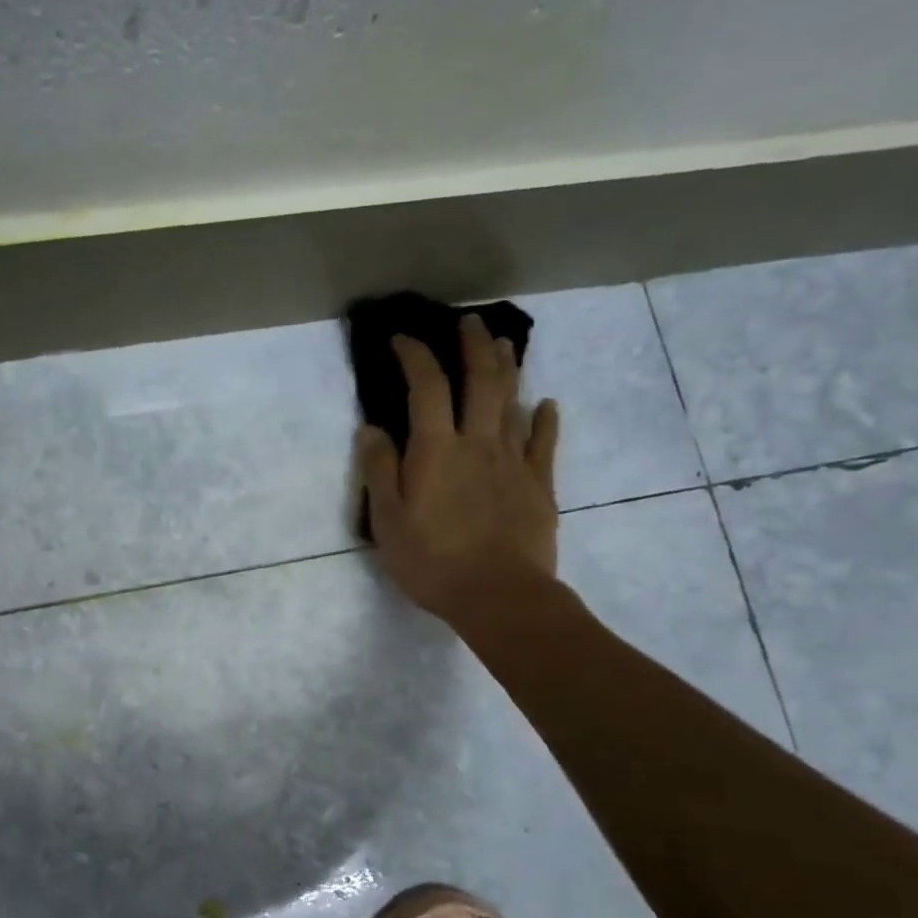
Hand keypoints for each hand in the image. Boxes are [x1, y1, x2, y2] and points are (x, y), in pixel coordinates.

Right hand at [357, 319, 560, 624]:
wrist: (500, 596)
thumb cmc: (433, 561)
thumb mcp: (388, 521)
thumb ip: (380, 470)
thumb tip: (371, 428)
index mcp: (437, 450)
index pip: (426, 387)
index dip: (414, 356)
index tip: (402, 338)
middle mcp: (478, 443)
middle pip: (480, 381)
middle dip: (472, 346)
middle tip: (468, 322)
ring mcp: (514, 461)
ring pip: (513, 402)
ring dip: (507, 368)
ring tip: (504, 344)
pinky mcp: (539, 484)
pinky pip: (544, 442)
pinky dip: (544, 418)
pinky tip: (546, 404)